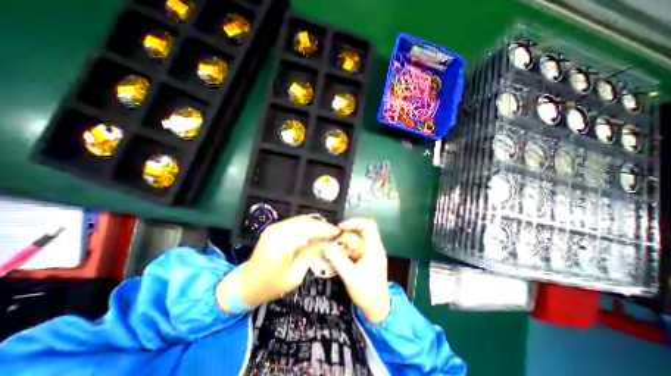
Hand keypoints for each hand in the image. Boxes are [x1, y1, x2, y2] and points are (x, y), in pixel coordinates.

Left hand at [220, 216, 338, 309]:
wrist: (247, 283)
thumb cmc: (270, 286)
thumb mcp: (294, 277)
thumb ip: (310, 255)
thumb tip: (325, 242)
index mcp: (280, 245)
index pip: (307, 230)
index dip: (324, 229)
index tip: (337, 232)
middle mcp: (276, 231)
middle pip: (305, 222)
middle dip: (322, 225)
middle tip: (333, 232)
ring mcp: (274, 228)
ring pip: (301, 220)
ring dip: (315, 224)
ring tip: (326, 232)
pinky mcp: (274, 228)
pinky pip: (295, 222)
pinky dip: (307, 225)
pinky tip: (314, 232)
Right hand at [323, 219, 390, 323]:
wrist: (377, 308)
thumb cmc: (367, 292)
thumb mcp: (350, 275)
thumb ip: (337, 259)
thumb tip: (326, 245)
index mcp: (374, 248)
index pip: (368, 225)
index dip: (354, 222)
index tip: (340, 227)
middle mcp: (372, 247)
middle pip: (357, 234)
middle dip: (343, 238)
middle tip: (330, 244)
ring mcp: (368, 254)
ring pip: (353, 243)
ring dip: (341, 246)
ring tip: (330, 253)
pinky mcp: (364, 260)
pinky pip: (352, 251)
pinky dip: (344, 252)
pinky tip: (335, 259)